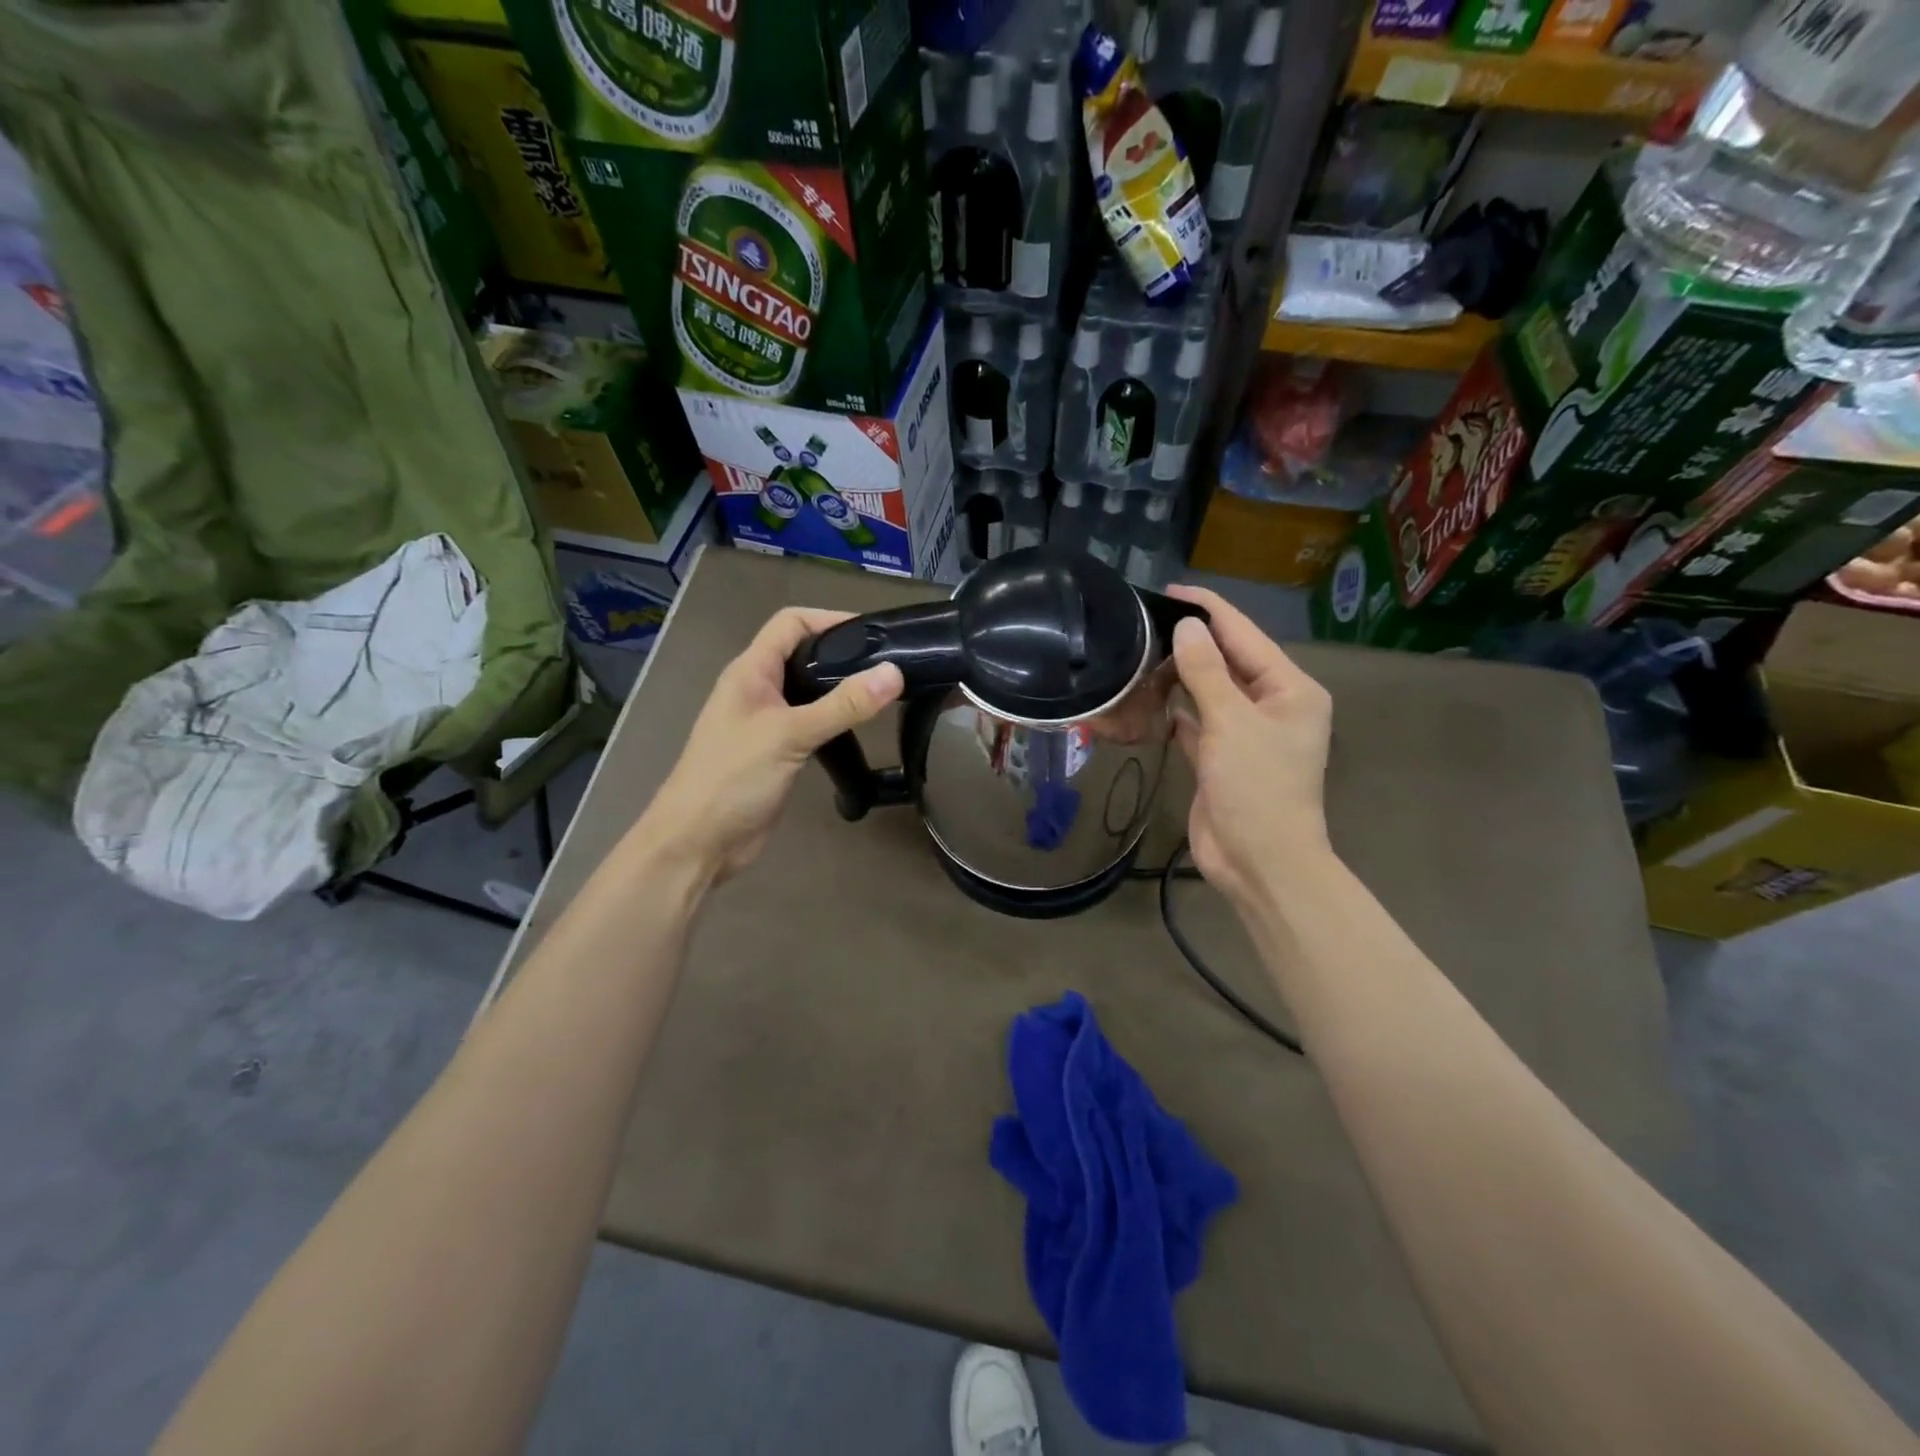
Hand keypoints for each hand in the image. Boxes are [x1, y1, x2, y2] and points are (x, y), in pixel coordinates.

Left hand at [640, 607, 903, 884]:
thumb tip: (894, 672)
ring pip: (808, 691)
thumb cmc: (733, 779)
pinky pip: (810, 723)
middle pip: (802, 654)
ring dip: (839, 688)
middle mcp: (757, 690)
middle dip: (842, 653)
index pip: (790, 623)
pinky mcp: (776, 752)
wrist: (698, 843)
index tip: (875, 633)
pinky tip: (859, 729)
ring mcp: (765, 722)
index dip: (830, 618)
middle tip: (888, 664)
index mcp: (750, 672)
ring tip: (882, 693)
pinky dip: (834, 719)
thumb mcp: (790, 735)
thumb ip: (843, 705)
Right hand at [1166, 586, 1334, 908]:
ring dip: (1181, 674)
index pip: (1245, 634)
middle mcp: (1272, 704)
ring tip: (1141, 650)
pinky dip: (1176, 709)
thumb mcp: (1231, 722)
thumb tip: (1186, 628)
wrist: (1260, 862)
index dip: (1208, 610)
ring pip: (1210, 691)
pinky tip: (1149, 696)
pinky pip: (1197, 721)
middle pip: (1228, 660)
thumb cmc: (1256, 787)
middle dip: (1192, 641)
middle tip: (1145, 621)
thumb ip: (1207, 672)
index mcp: (1290, 688)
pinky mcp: (1220, 756)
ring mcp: (1246, 732)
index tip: (1170, 590)